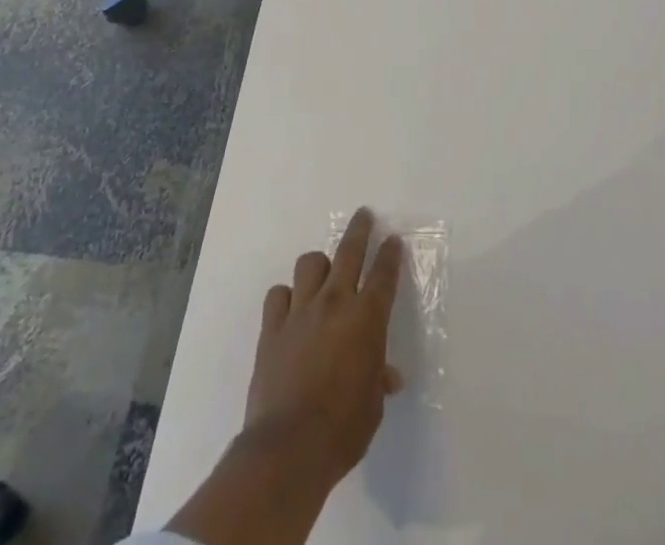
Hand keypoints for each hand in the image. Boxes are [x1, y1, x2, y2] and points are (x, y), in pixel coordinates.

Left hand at [243, 207, 404, 491]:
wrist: (287, 448)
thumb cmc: (342, 430)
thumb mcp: (372, 407)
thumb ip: (378, 380)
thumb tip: (387, 377)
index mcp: (366, 319)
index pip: (384, 274)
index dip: (390, 254)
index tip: (393, 240)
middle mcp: (334, 303)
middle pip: (349, 251)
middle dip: (359, 230)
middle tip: (364, 215)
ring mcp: (300, 312)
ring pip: (310, 264)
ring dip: (319, 265)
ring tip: (323, 273)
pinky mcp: (271, 328)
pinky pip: (278, 295)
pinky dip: (286, 297)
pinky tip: (290, 309)